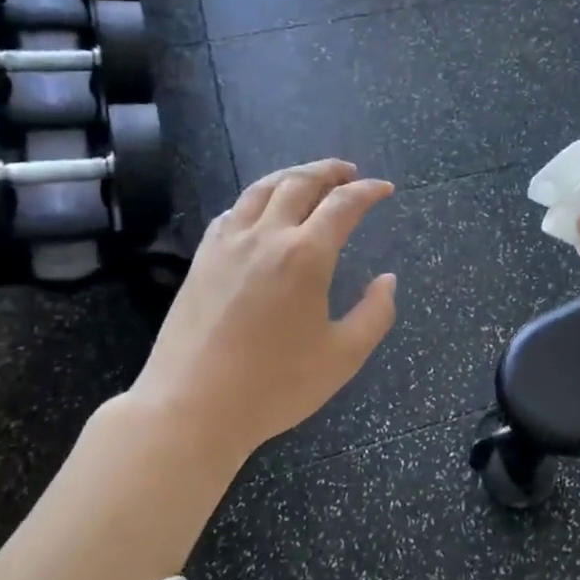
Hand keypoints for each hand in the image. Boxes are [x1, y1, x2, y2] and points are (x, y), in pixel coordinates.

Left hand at [127, 160, 396, 462]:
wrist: (191, 408)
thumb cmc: (275, 386)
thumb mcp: (344, 357)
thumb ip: (375, 314)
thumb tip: (387, 281)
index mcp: (306, 256)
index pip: (343, 205)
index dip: (368, 191)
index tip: (385, 189)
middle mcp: (267, 237)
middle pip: (299, 183)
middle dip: (329, 171)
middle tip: (349, 171)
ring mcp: (228, 245)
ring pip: (261, 189)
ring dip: (291, 175)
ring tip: (309, 177)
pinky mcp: (202, 260)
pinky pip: (233, 212)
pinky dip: (256, 200)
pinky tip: (261, 211)